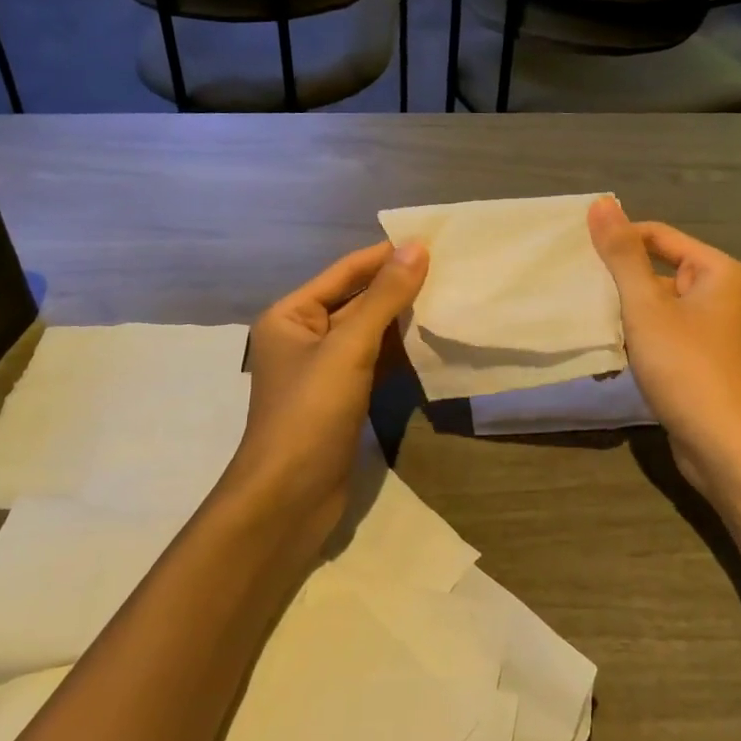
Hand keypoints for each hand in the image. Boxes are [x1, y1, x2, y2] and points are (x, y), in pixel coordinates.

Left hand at [218, 241, 428, 539]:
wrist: (289, 498)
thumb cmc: (311, 413)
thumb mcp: (349, 348)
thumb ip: (384, 298)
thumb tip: (416, 247)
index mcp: (291, 315)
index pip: (345, 272)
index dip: (385, 256)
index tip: (432, 242)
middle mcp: (303, 337)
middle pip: (357, 301)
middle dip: (398, 288)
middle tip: (450, 272)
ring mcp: (323, 371)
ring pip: (369, 334)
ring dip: (403, 321)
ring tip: (449, 301)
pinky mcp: (341, 400)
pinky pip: (374, 364)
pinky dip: (400, 354)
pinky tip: (432, 345)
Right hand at [587, 197, 740, 495]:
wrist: (727, 447)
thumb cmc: (688, 368)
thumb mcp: (647, 307)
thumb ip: (622, 255)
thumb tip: (602, 203)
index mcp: (719, 271)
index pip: (658, 236)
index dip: (617, 241)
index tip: (575, 253)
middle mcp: (723, 294)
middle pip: (658, 270)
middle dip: (619, 281)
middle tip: (574, 286)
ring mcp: (714, 331)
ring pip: (659, 306)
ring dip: (626, 312)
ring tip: (584, 315)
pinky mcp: (703, 361)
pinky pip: (665, 335)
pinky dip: (639, 338)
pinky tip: (609, 348)